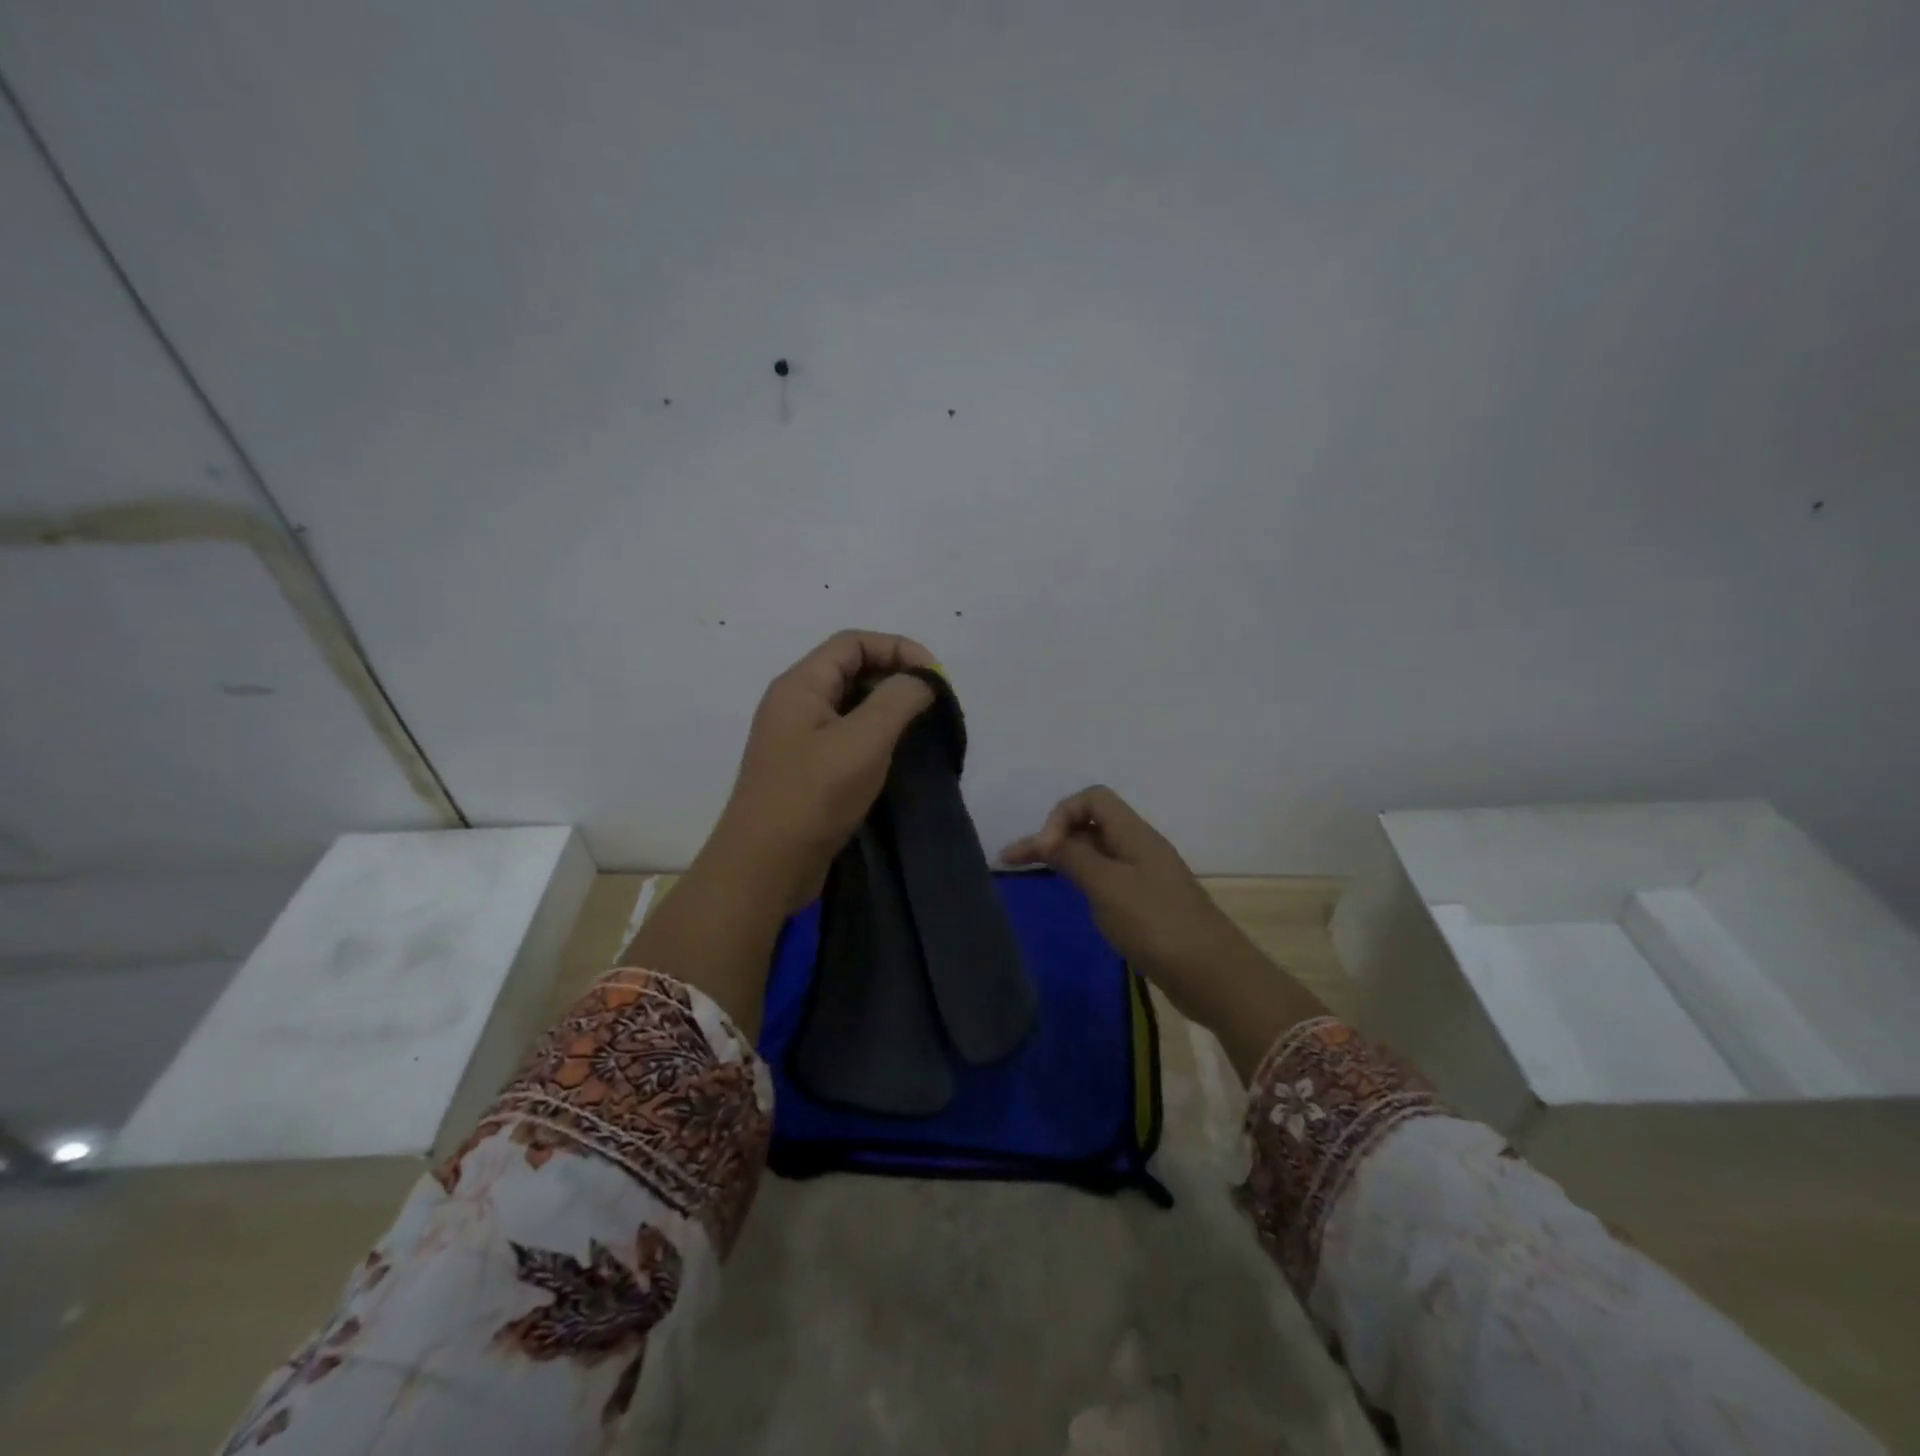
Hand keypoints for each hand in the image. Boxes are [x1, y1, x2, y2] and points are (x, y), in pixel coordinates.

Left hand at [706, 630, 937, 912]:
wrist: (764, 866)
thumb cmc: (813, 796)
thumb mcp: (863, 741)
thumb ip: (897, 700)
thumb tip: (920, 680)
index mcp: (801, 685)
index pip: (853, 642)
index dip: (897, 648)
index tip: (935, 676)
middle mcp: (795, 704)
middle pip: (851, 669)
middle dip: (895, 677)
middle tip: (932, 704)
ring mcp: (798, 739)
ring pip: (850, 705)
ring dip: (887, 709)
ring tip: (921, 728)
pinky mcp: (806, 770)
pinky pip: (845, 737)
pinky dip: (874, 736)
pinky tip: (896, 756)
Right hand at [1002, 785, 1324, 1077]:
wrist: (1212, 975)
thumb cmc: (1156, 924)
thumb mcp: (1107, 886)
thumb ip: (1074, 856)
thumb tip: (1046, 839)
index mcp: (1134, 834)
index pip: (1092, 798)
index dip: (1061, 816)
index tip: (1044, 851)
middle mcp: (1139, 847)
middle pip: (1091, 823)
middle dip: (1052, 835)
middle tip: (1014, 860)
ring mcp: (1145, 876)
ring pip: (1097, 851)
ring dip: (1064, 856)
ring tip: (1032, 871)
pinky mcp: (1147, 904)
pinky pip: (1107, 877)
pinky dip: (1082, 878)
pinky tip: (1071, 895)